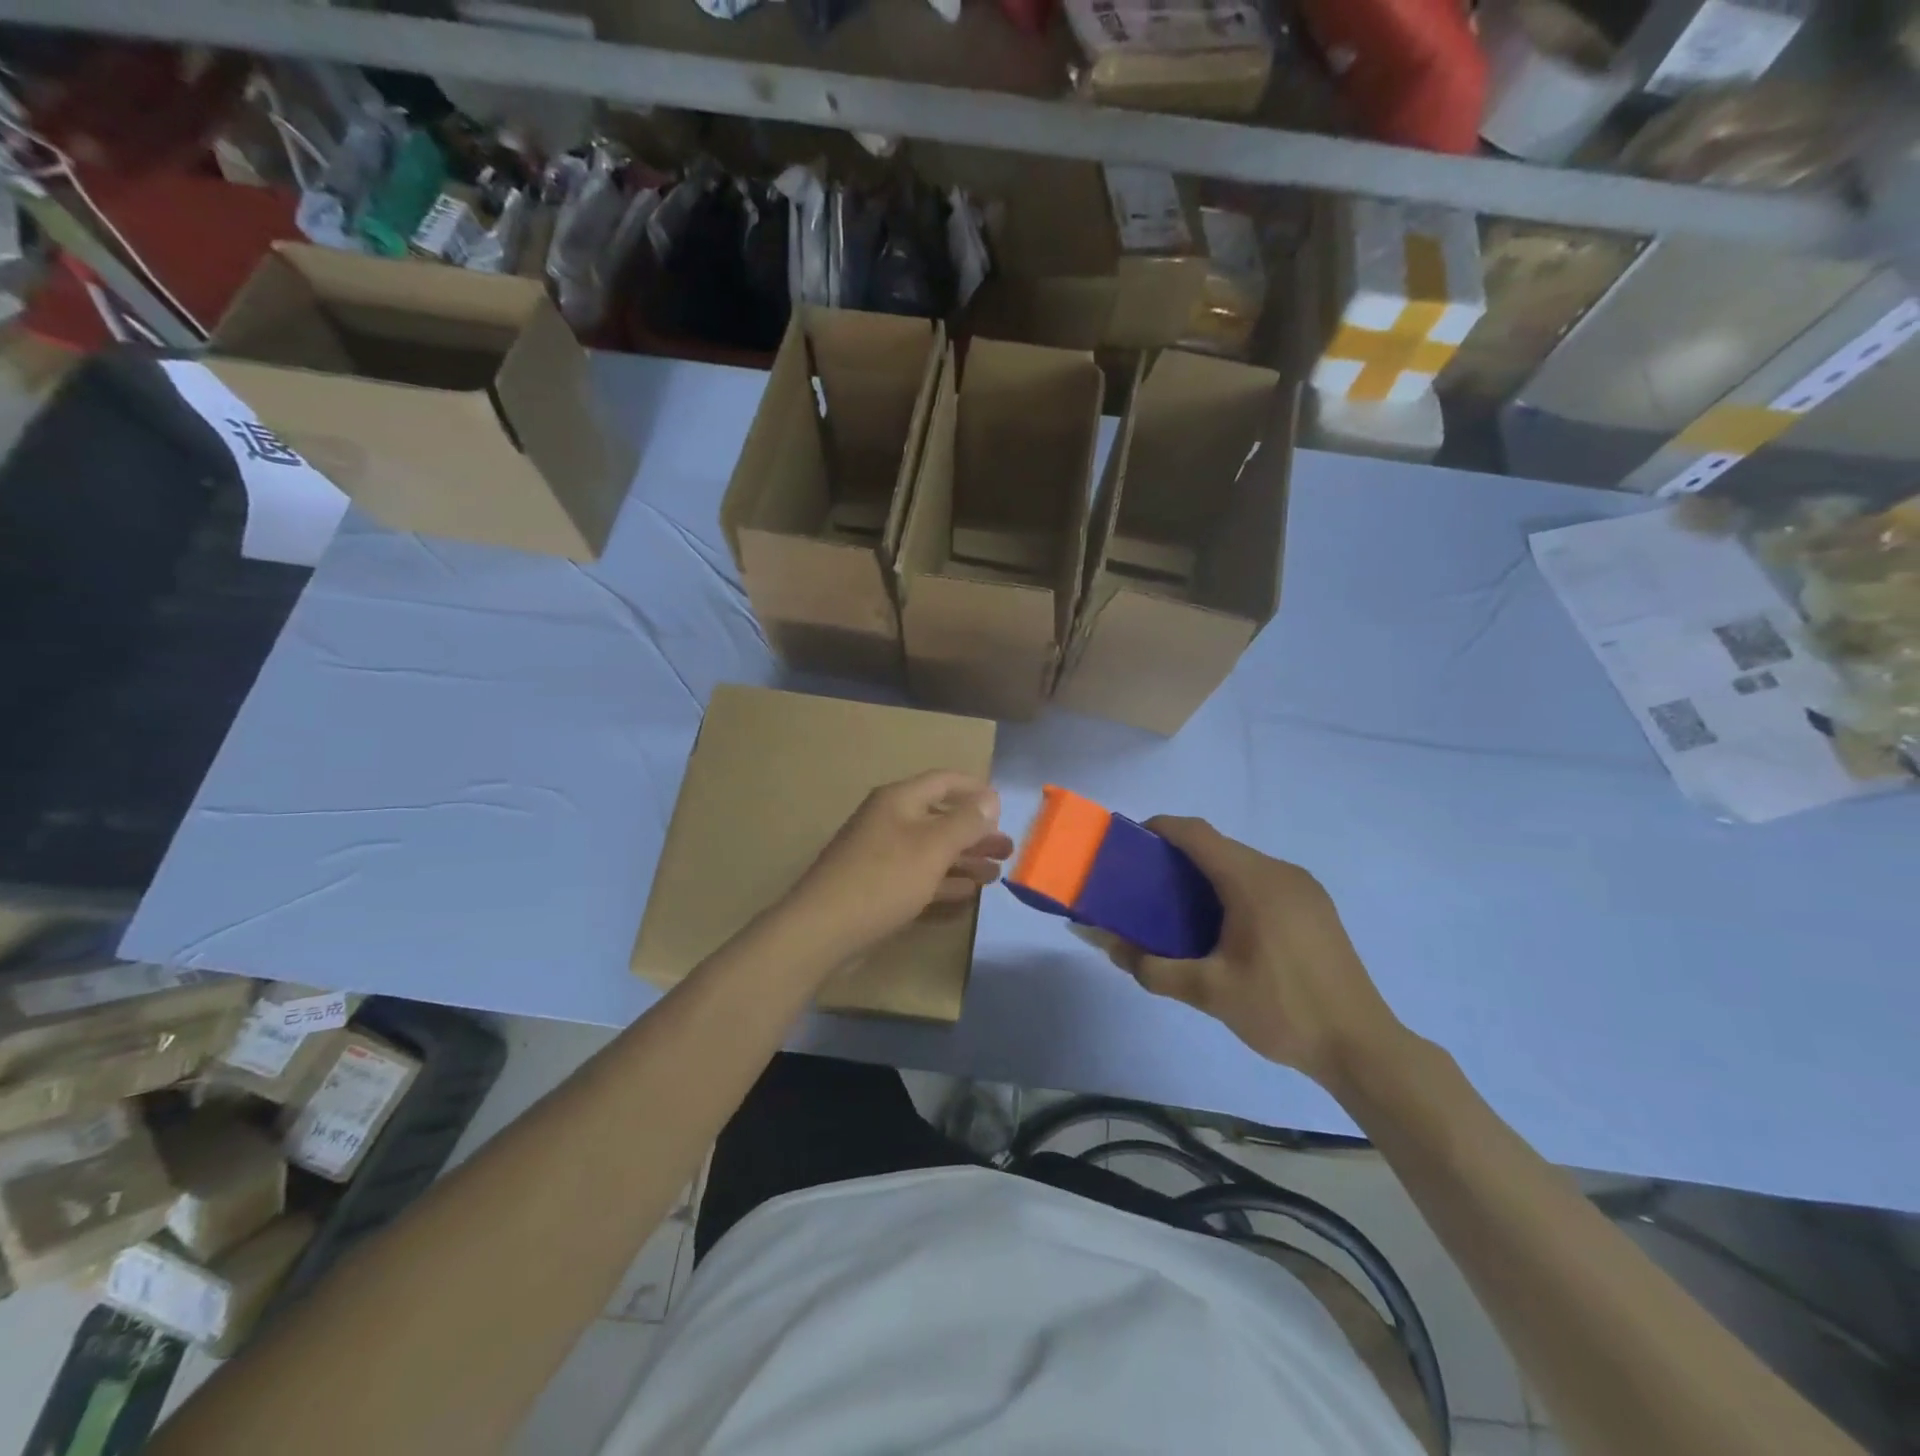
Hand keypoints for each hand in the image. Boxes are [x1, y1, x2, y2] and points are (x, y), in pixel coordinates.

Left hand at [783, 771, 1012, 957]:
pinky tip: (966, 893)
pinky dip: (944, 881)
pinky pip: (918, 876)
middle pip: (940, 818)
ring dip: (964, 859)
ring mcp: (880, 855)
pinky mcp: (877, 887)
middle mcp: (889, 821)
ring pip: (931, 850)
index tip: (1004, 807)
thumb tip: (990, 798)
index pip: (943, 781)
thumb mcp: (932, 847)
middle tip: (1007, 849)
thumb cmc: (883, 880)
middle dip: (975, 832)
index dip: (975, 789)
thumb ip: (965, 822)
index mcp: (899, 801)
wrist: (822, 930)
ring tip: (996, 874)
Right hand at [1102, 817, 1404, 1088]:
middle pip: (1218, 846)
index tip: (1129, 844)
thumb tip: (1108, 947)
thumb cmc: (1282, 1010)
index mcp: (1253, 881)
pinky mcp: (1316, 908)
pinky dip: (1233, 888)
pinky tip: (1223, 927)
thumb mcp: (1209, 992)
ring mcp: (1304, 888)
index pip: (1196, 833)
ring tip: (1178, 908)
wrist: (1362, 1047)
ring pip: (1242, 864)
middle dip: (1178, 856)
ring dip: (1206, 874)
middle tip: (1145, 885)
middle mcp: (1280, 872)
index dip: (1160, 828)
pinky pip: (1263, 881)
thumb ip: (1153, 968)